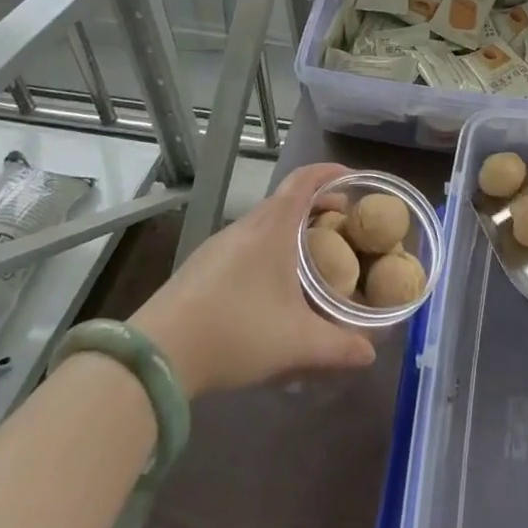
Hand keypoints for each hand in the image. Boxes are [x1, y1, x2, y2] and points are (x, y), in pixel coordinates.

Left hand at [130, 162, 375, 397]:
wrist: (157, 355)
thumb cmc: (236, 332)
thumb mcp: (296, 343)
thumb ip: (339, 346)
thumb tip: (370, 352)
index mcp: (273, 227)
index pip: (304, 180)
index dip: (330, 172)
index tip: (353, 178)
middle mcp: (246, 226)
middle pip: (286, 199)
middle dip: (317, 205)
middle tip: (341, 225)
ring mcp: (219, 245)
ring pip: (264, 223)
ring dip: (291, 228)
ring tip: (311, 256)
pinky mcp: (200, 266)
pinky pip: (245, 243)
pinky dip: (268, 246)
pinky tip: (271, 284)